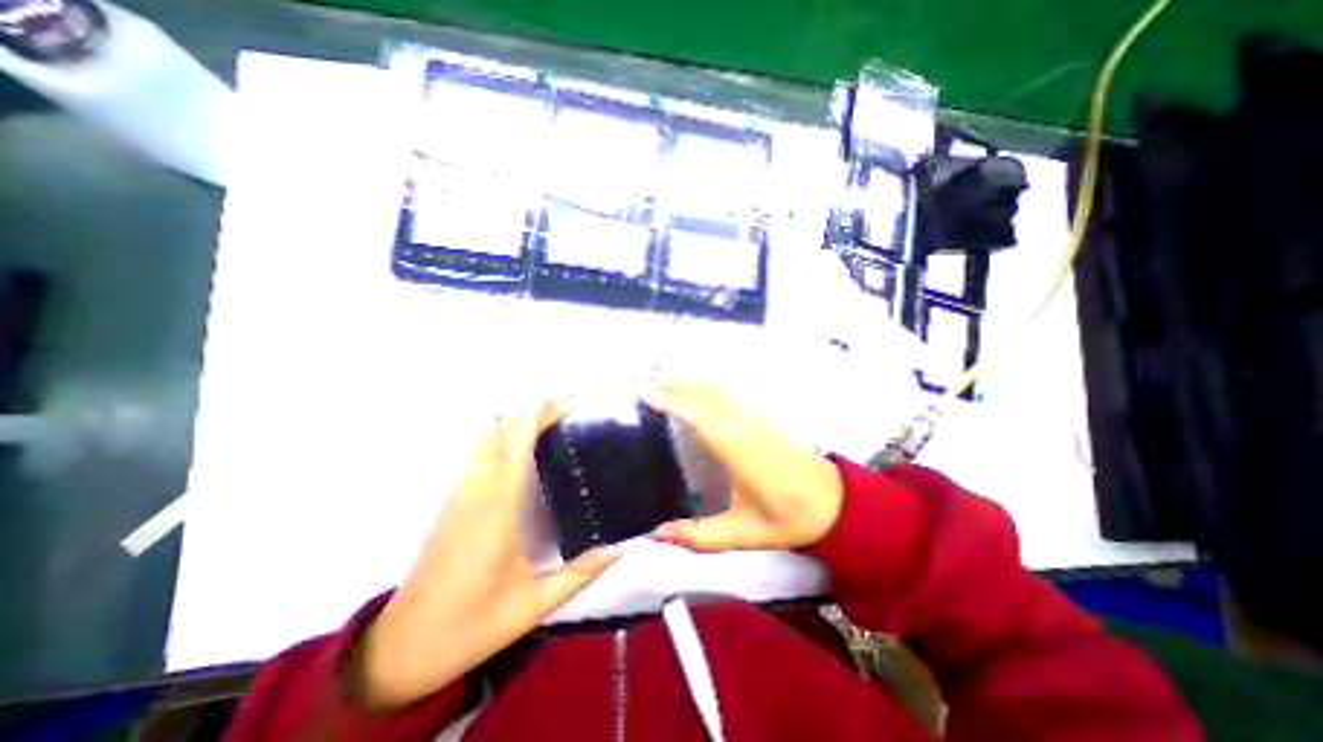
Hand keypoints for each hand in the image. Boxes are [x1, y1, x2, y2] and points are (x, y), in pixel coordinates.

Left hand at [354, 404, 618, 710]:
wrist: (403, 648)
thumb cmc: (473, 625)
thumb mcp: (536, 604)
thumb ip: (582, 571)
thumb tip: (622, 546)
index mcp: (497, 509)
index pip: (516, 444)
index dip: (538, 415)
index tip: (567, 402)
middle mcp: (475, 492)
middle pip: (498, 432)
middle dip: (530, 411)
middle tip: (566, 405)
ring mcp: (459, 495)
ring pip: (483, 440)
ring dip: (513, 421)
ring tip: (547, 417)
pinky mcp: (451, 504)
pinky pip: (475, 455)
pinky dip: (498, 437)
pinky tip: (517, 444)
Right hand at [645, 379, 847, 552]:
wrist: (834, 502)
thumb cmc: (788, 518)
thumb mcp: (743, 534)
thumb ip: (699, 536)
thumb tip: (655, 535)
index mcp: (738, 450)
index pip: (698, 416)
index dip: (670, 401)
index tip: (643, 393)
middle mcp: (743, 425)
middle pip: (704, 394)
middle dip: (672, 384)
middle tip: (640, 384)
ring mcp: (753, 417)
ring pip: (716, 389)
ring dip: (687, 381)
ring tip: (659, 380)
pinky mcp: (760, 417)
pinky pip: (726, 393)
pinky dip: (704, 385)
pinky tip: (693, 387)